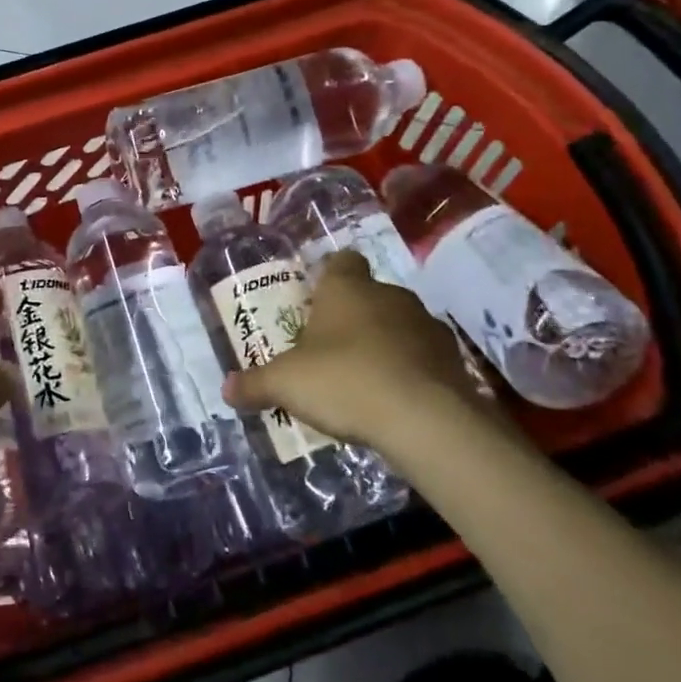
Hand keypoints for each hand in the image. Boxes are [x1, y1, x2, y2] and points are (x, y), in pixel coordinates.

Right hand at [221, 251, 496, 469]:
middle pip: (370, 296)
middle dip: (353, 317)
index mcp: (347, 289)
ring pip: (400, 325)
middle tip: (331, 349)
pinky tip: (395, 401)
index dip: (330, 276)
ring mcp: (427, 326)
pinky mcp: (454, 360)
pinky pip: (425, 358)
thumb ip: (255, 384)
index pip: (342, 262)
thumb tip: (226, 389)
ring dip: (385, 344)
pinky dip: (411, 372)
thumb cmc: (344, 381)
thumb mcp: (285, 384)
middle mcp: (390, 296)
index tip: (317, 299)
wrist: (425, 420)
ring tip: (365, 380)